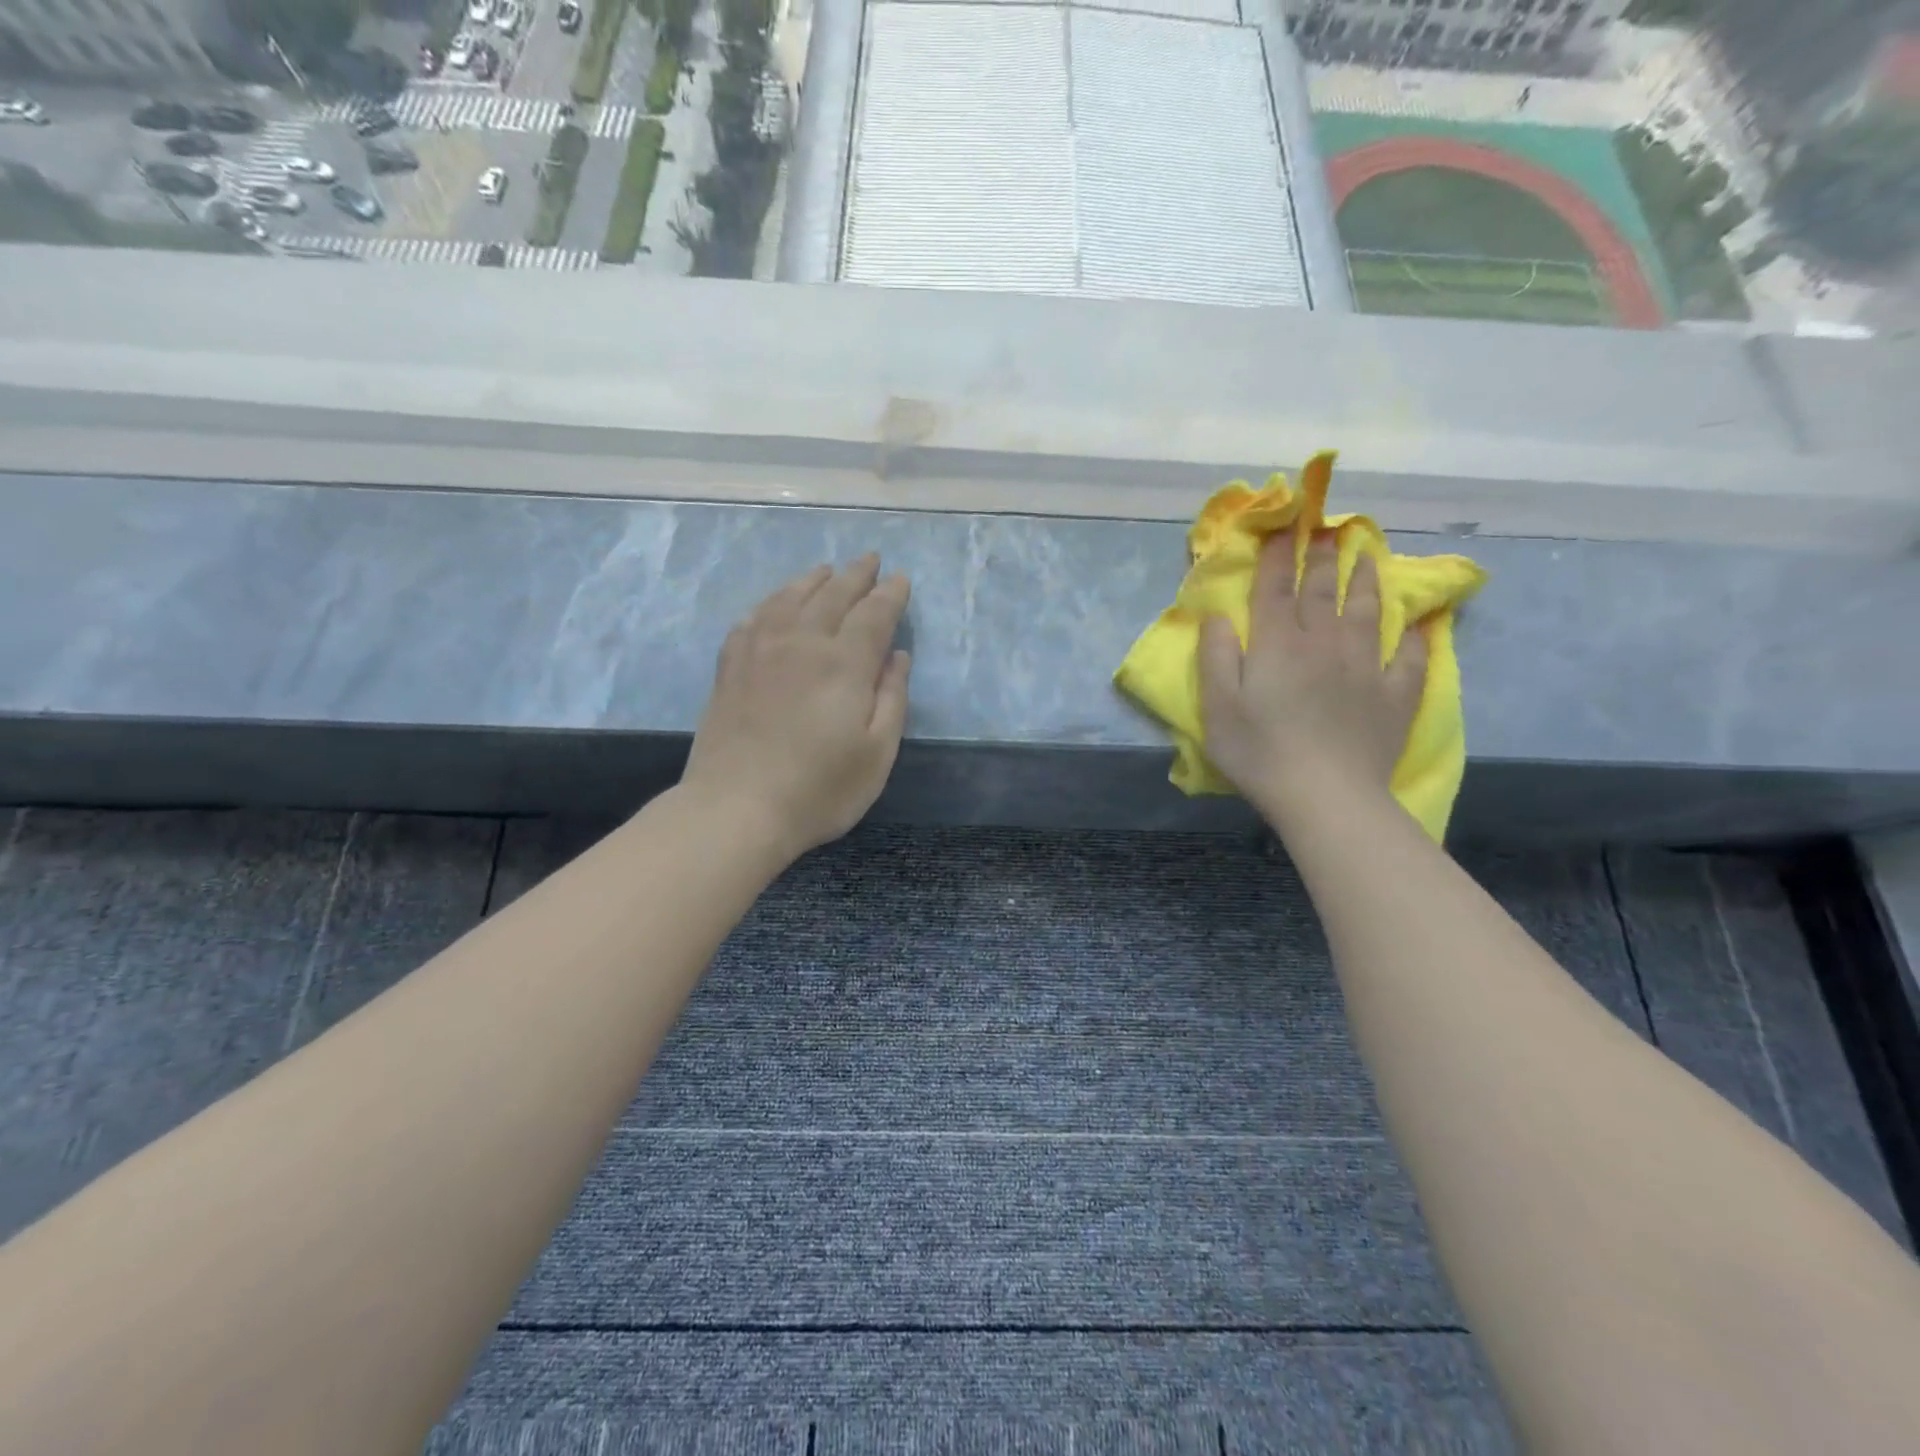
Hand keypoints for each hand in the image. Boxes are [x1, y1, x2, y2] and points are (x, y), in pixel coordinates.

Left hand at [682, 555, 911, 860]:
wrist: (736, 809)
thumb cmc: (819, 789)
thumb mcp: (877, 753)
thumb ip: (891, 698)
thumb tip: (897, 655)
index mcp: (844, 663)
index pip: (874, 614)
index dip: (890, 594)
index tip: (900, 579)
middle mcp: (802, 643)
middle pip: (832, 595)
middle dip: (856, 574)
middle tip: (870, 560)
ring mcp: (759, 651)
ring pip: (789, 598)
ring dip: (812, 580)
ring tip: (826, 570)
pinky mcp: (730, 668)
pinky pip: (752, 619)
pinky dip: (769, 602)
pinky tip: (774, 603)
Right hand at [1197, 533, 1426, 826]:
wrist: (1326, 796)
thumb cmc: (1260, 752)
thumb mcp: (1218, 707)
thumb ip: (1216, 657)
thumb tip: (1218, 616)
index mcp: (1277, 646)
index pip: (1275, 590)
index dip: (1277, 557)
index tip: (1283, 527)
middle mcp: (1323, 644)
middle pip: (1323, 592)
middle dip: (1322, 558)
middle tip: (1327, 530)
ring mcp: (1365, 667)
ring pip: (1367, 613)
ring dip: (1367, 581)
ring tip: (1369, 557)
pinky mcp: (1394, 695)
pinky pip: (1409, 658)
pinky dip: (1415, 638)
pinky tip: (1419, 625)